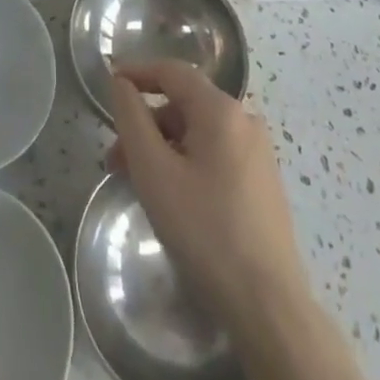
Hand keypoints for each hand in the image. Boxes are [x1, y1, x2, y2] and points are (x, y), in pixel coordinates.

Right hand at [108, 60, 303, 325]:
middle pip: (184, 105)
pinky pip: (216, 156)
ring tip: (140, 185)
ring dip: (164, 148)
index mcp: (221, 110)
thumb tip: (122, 82)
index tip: (109, 83)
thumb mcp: (154, 171)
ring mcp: (259, 153)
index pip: (172, 71)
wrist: (269, 307)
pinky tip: (173, 199)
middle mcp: (245, 121)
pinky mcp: (263, 183)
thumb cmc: (205, 231)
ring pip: (199, 134)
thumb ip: (132, 118)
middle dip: (146, 125)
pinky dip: (187, 164)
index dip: (138, 72)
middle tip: (116, 159)